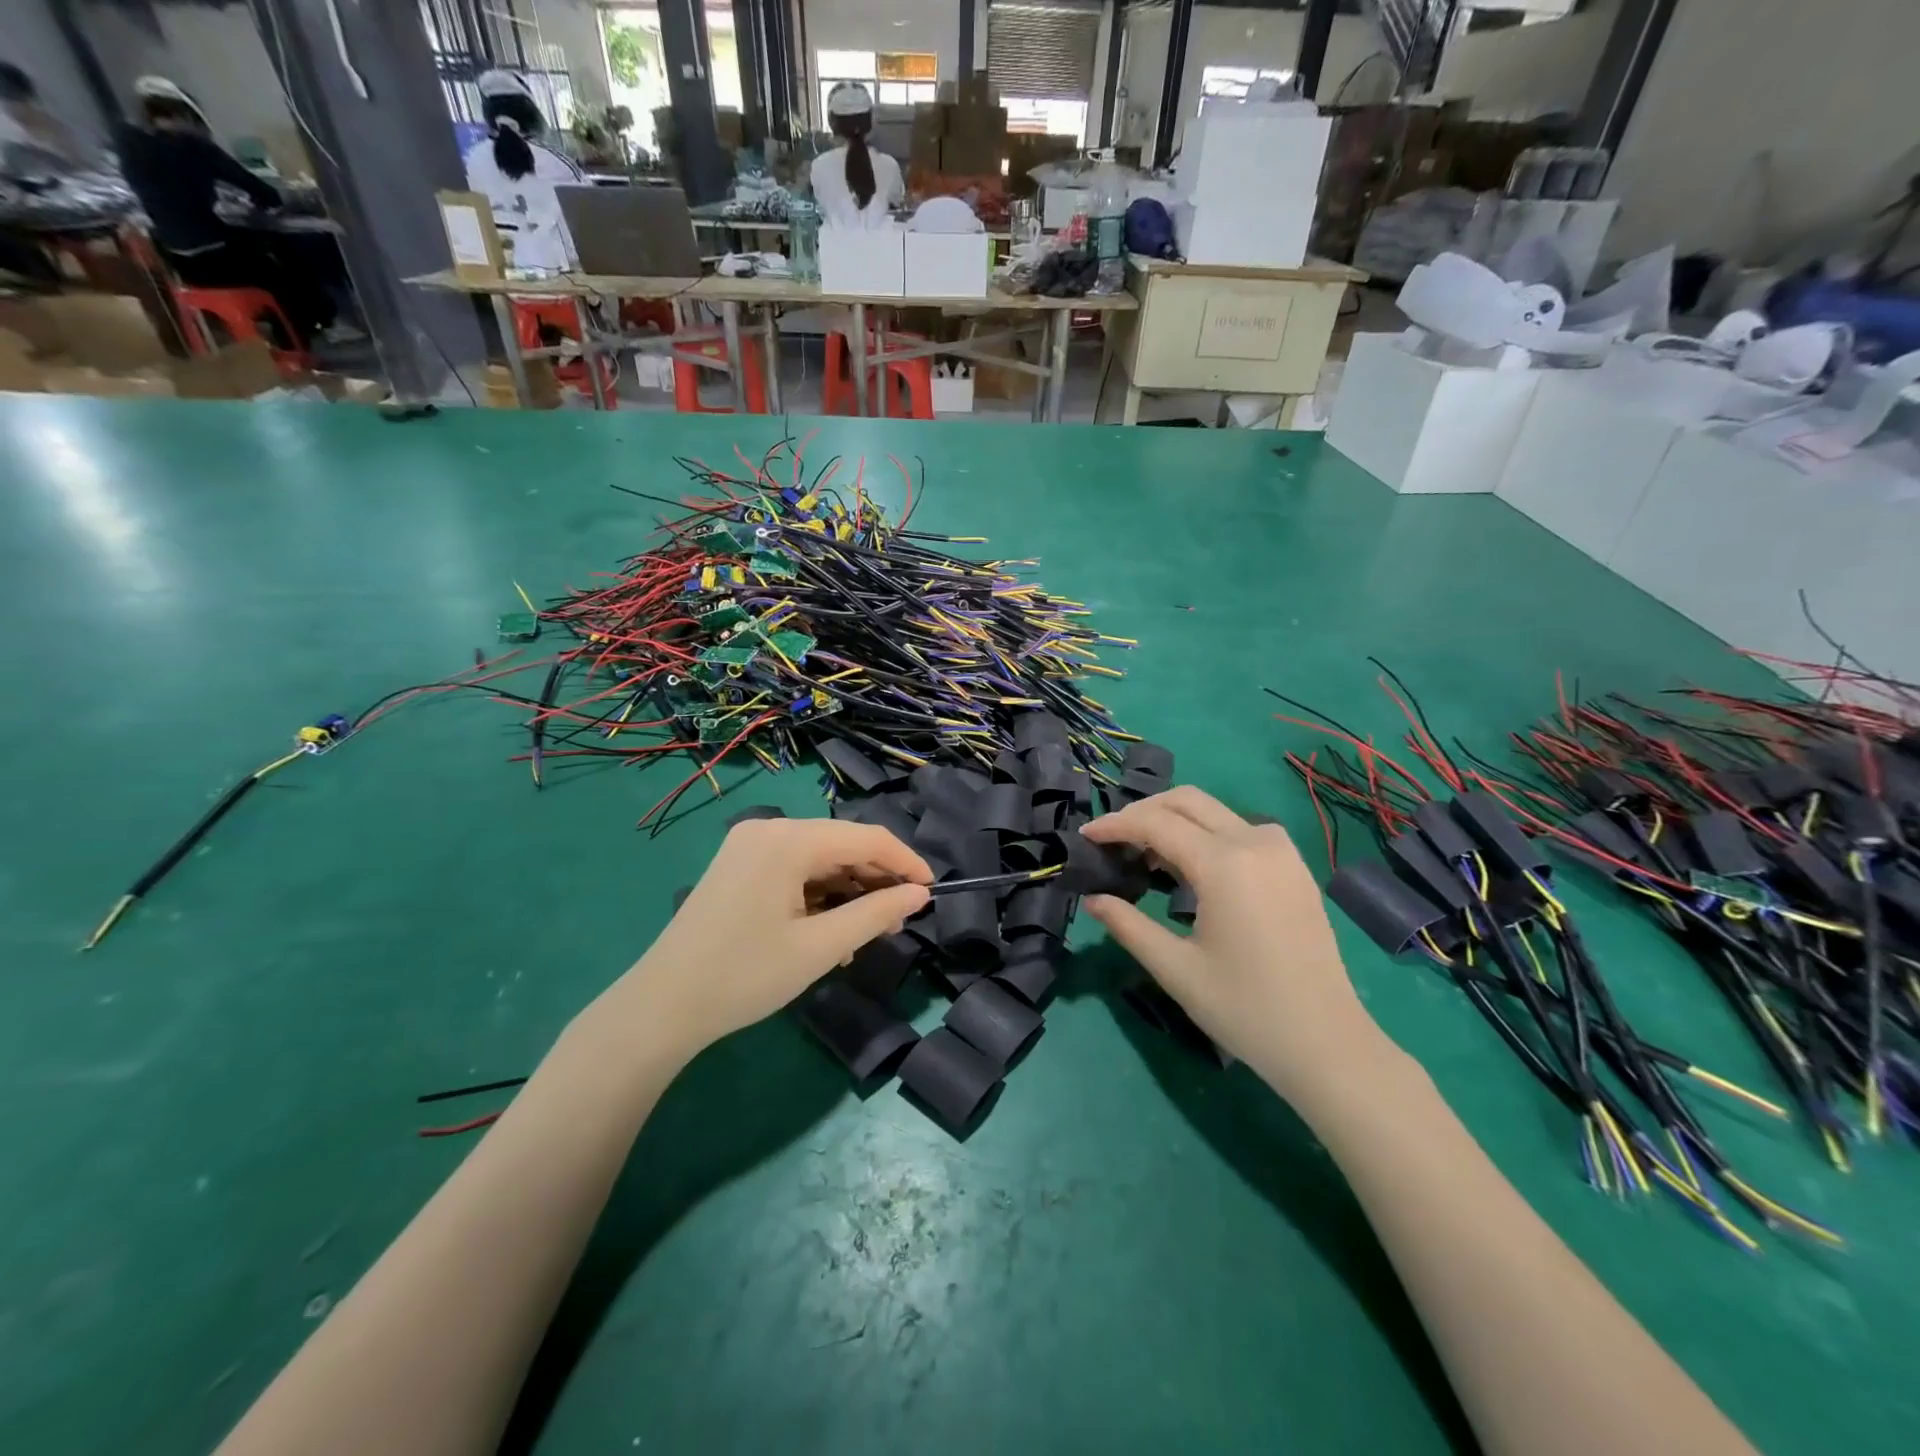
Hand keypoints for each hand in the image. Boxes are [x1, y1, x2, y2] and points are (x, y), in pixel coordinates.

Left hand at [594, 818, 931, 1062]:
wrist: (662, 1007)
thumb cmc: (745, 976)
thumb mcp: (819, 948)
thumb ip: (875, 914)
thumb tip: (920, 895)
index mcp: (788, 839)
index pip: (865, 838)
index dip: (905, 862)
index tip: (932, 892)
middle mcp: (769, 829)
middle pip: (841, 844)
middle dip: (875, 880)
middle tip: (899, 922)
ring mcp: (749, 845)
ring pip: (819, 858)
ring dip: (848, 891)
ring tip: (865, 935)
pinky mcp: (739, 866)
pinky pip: (794, 869)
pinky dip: (819, 895)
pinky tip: (829, 931)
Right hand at [1082, 786, 1396, 1102]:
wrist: (1327, 1045)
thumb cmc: (1245, 1009)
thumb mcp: (1175, 969)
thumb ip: (1127, 924)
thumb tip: (1092, 898)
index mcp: (1224, 864)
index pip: (1156, 823)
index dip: (1115, 825)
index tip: (1085, 837)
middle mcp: (1255, 843)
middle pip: (1187, 801)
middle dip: (1143, 812)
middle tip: (1113, 840)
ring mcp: (1282, 853)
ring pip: (1217, 811)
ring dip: (1177, 819)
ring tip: (1148, 855)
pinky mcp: (1296, 869)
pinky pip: (1243, 830)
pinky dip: (1209, 833)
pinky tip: (1195, 867)